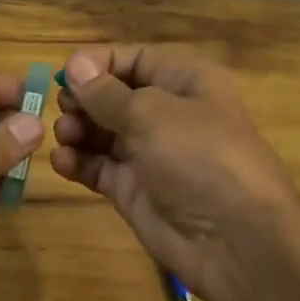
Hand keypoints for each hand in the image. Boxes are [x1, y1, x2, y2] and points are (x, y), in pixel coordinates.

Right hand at [51, 45, 299, 300]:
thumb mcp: (152, 114)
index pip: (134, 58)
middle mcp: (167, 112)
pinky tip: (62, 161)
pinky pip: (100, 166)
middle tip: (63, 108)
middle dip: (85, 99)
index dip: (98, 63)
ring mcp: (150, 153)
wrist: (236, 242)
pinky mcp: (135, 188)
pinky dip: (79, 161)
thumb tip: (74, 64)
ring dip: (78, 129)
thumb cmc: (199, 157)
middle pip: (113, 94)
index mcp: (184, 81)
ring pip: (102, 131)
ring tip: (65, 136)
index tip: (64, 74)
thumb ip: (106, 92)